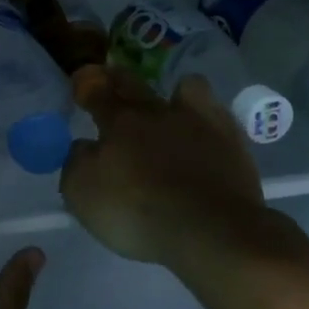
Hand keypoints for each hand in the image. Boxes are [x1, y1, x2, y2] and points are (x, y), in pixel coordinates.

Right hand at [59, 66, 308, 288]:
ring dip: (174, 91)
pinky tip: (203, 132)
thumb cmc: (137, 211)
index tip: (80, 81)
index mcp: (119, 122)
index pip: (97, 91)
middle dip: (117, 78)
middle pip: (134, 83)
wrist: (210, 230)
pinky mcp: (232, 142)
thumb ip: (76, 162)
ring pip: (187, 87)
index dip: (86, 84)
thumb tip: (84, 147)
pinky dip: (206, 118)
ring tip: (171, 105)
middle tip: (110, 79)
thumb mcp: (82, 193)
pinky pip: (218, 114)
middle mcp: (157, 112)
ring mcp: (199, 123)